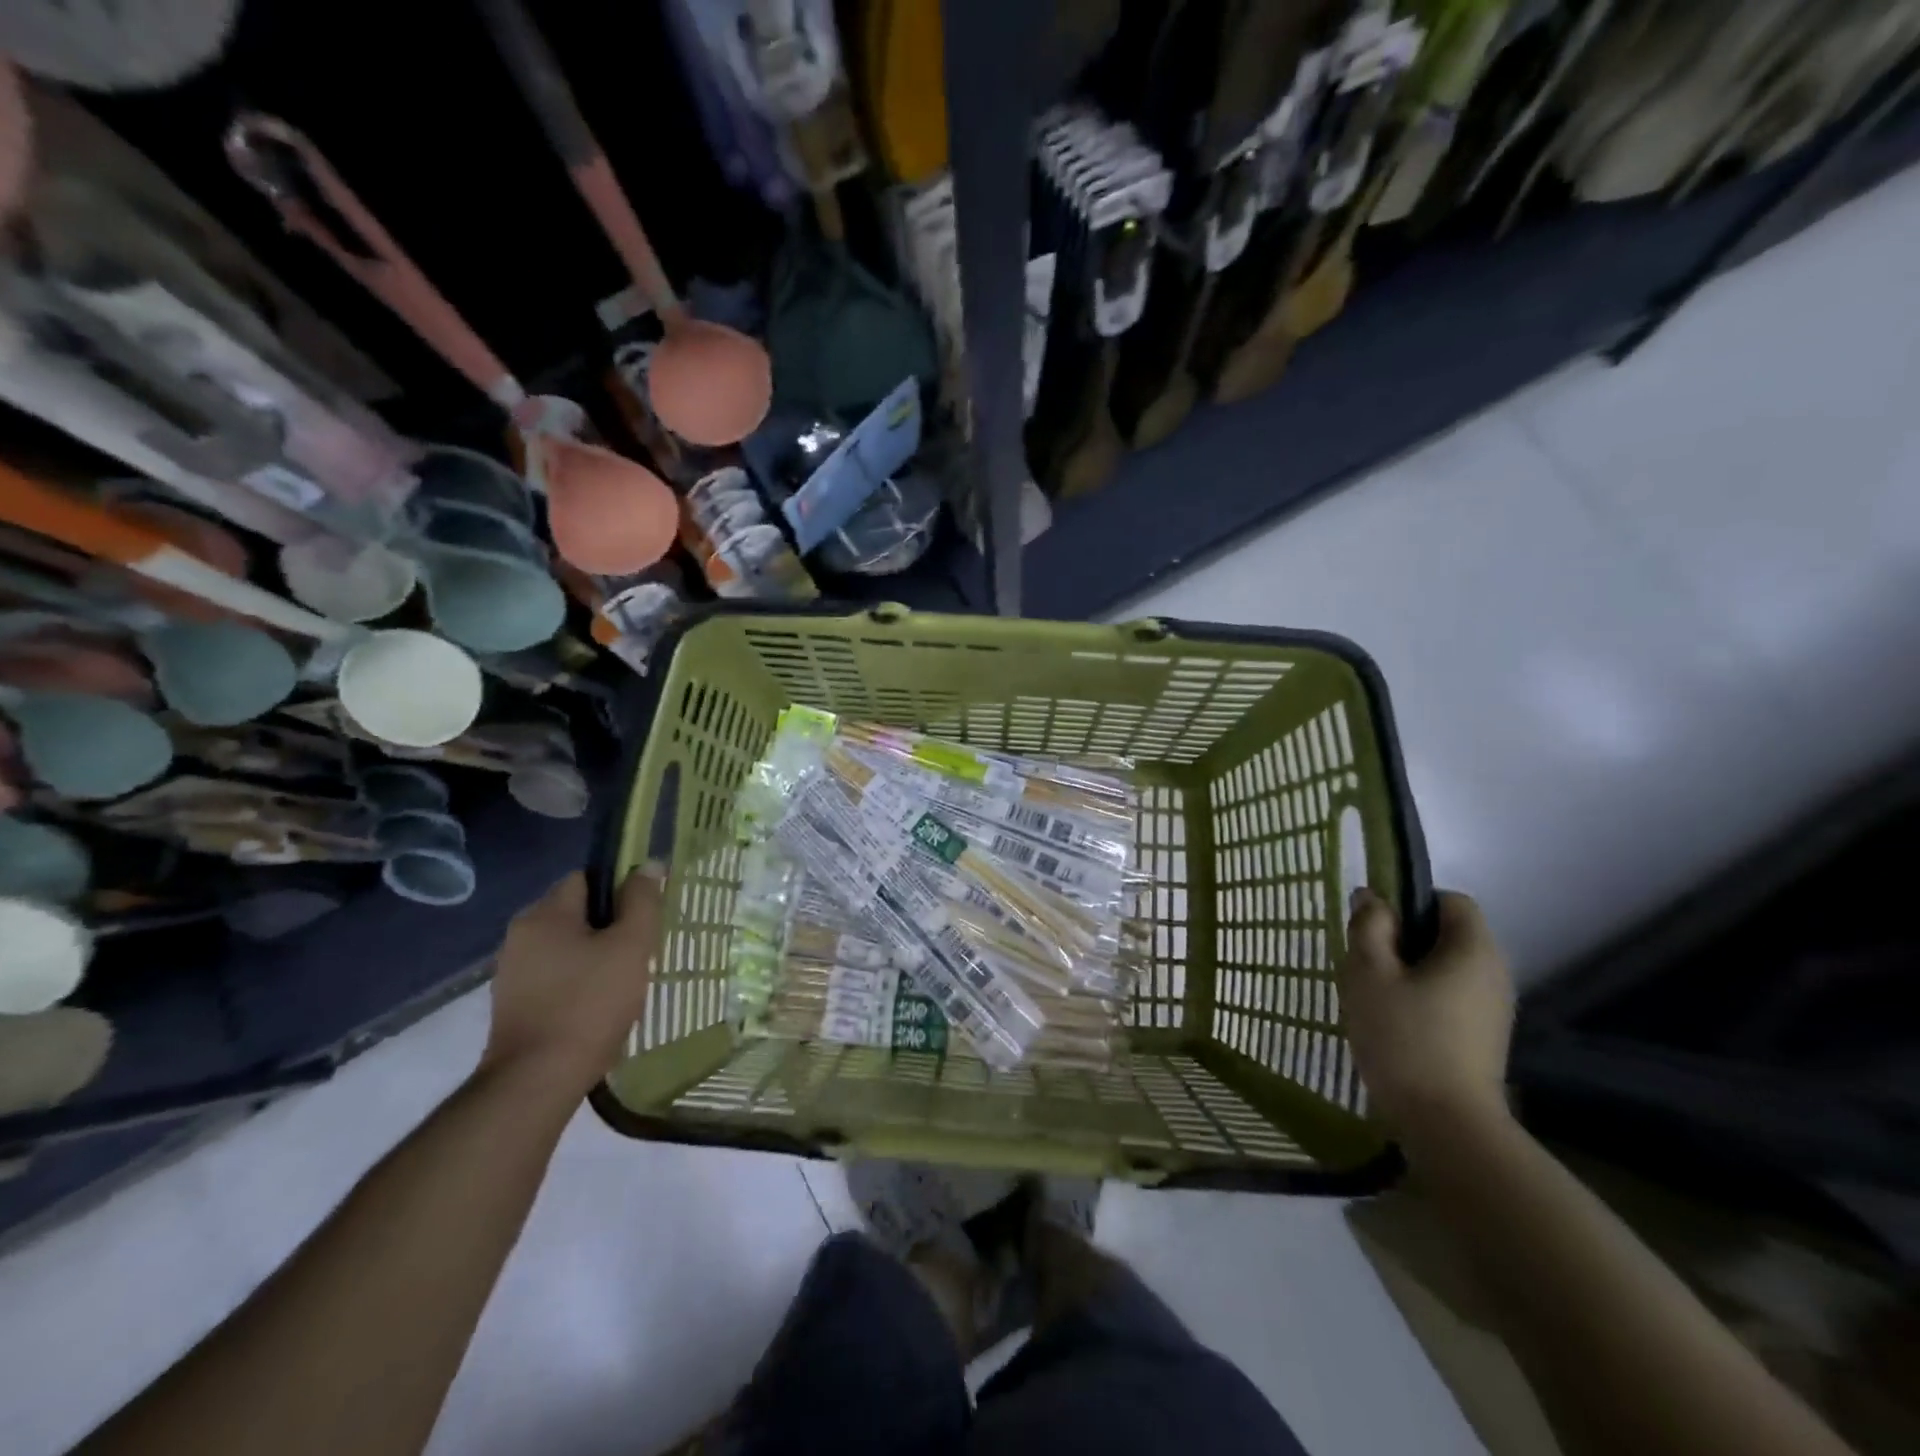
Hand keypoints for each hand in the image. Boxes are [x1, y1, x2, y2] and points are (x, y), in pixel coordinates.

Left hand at [480, 867, 663, 1099]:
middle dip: (611, 927)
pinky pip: (555, 976)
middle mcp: (520, 935)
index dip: (620, 889)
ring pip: (567, 946)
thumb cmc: (589, 1003)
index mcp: (545, 914)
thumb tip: (649, 865)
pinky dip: (578, 983)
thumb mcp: (630, 946)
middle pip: (577, 913)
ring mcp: (512, 972)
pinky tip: (598, 1007)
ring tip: (624, 982)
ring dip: (595, 956)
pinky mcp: (513, 1004)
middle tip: (640, 951)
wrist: (536, 1081)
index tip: (644, 914)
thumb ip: (642, 901)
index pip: (587, 878)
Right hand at [1337, 889, 1514, 1144]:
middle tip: (1364, 961)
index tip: (1375, 926)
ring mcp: (1493, 1010)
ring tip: (1372, 995)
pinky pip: (1449, 998)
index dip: (1410, 902)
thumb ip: (1369, 927)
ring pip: (1445, 969)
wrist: (1446, 1125)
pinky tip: (1391, 1023)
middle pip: (1447, 935)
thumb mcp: (1369, 972)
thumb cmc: (1403, 1037)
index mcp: (1474, 949)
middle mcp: (1495, 973)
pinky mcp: (1484, 1039)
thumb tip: (1371, 898)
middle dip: (1403, 940)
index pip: (1450, 900)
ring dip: (1407, 972)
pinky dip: (1420, 999)